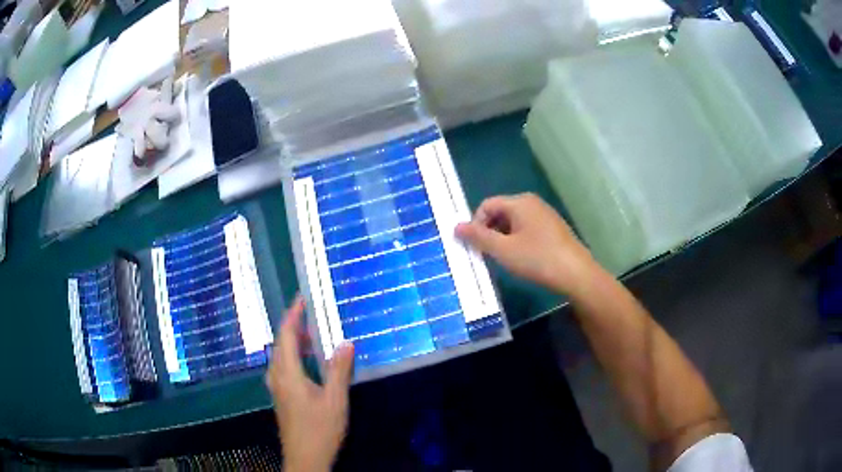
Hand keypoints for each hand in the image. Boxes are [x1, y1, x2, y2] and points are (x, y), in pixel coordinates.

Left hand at [266, 296, 354, 471]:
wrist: (305, 458)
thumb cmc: (320, 429)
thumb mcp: (335, 400)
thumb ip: (339, 371)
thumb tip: (346, 343)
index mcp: (287, 373)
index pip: (286, 335)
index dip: (293, 314)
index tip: (302, 298)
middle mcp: (277, 376)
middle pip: (280, 343)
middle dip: (293, 326)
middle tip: (311, 314)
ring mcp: (276, 387)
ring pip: (280, 356)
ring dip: (293, 342)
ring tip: (311, 335)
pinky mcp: (280, 397)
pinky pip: (282, 367)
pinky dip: (293, 356)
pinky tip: (308, 363)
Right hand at [455, 193, 597, 296]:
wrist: (576, 274)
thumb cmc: (537, 259)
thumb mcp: (503, 250)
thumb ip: (478, 237)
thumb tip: (455, 226)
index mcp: (519, 202)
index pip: (486, 205)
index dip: (475, 225)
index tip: (475, 247)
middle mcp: (532, 203)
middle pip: (500, 212)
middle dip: (489, 232)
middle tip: (487, 256)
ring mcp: (545, 215)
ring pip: (513, 223)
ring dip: (503, 239)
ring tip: (504, 260)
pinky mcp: (553, 229)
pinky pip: (527, 230)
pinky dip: (517, 242)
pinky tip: (522, 260)